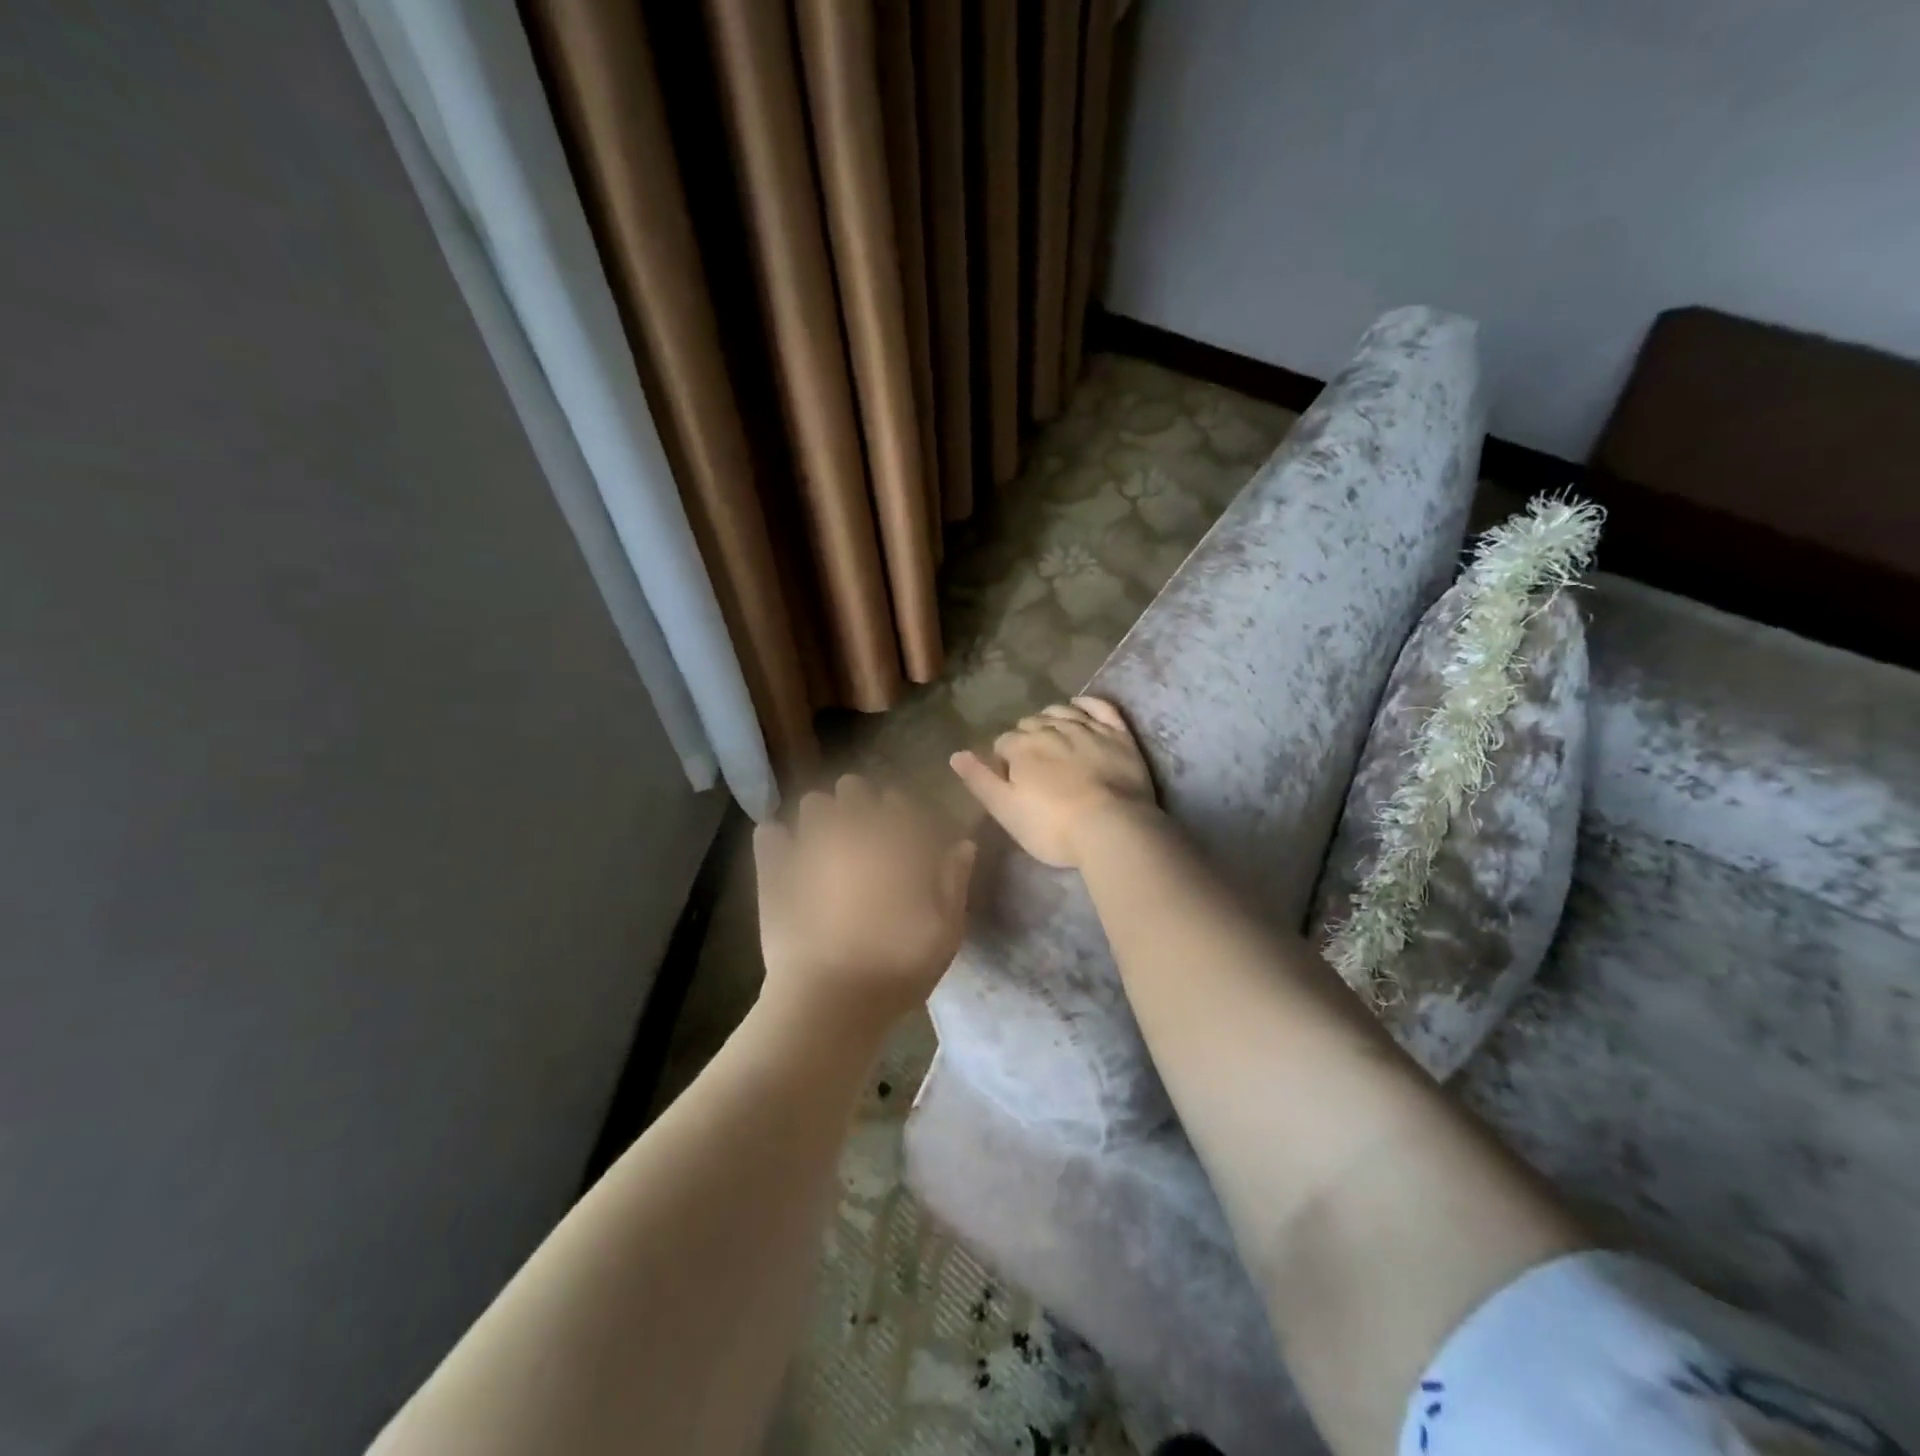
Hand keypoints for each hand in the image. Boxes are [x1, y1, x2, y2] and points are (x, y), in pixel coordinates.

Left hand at [754, 775, 975, 1028]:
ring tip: (826, 843)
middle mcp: (853, 830)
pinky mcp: (774, 870)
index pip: (899, 802)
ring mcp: (809, 846)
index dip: (901, 812)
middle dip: (858, 803)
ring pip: (812, 804)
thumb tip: (963, 845)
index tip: (904, 831)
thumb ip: (954, 880)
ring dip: (821, 817)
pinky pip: (770, 834)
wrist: (831, 999)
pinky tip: (785, 855)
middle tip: (864, 833)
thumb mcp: (946, 930)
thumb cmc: (898, 965)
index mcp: (896, 841)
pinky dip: (777, 840)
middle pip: (853, 789)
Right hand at [949, 697, 1157, 868]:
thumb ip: (980, 780)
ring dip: (1051, 719)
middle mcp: (1052, 728)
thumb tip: (956, 754)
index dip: (1003, 759)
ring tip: (1051, 734)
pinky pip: (1100, 707)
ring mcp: (1088, 728)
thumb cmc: (1053, 827)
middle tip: (1032, 762)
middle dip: (1026, 738)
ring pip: (1061, 711)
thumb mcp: (1006, 810)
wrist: (1112, 829)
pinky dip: (1087, 703)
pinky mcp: (1118, 734)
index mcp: (1022, 747)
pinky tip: (1080, 706)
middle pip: (1031, 724)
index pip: (1003, 743)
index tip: (1010, 777)